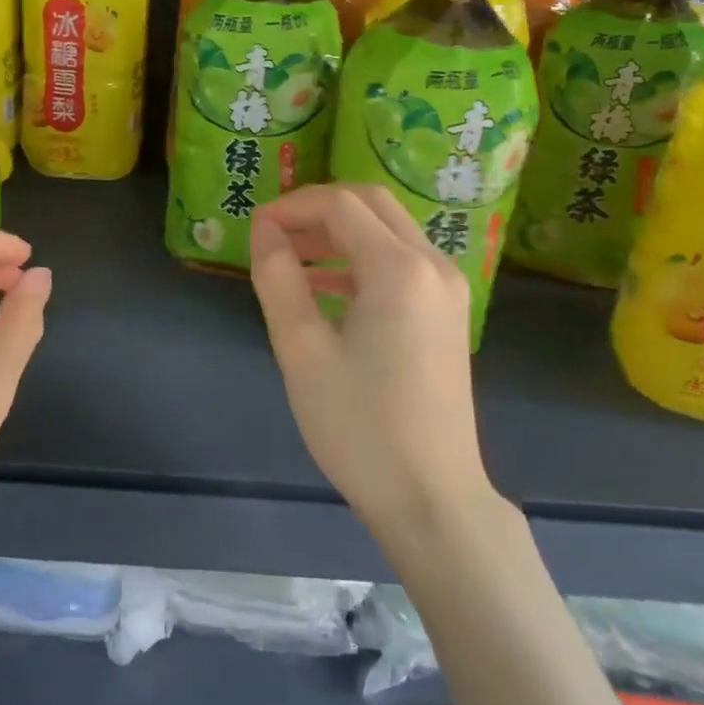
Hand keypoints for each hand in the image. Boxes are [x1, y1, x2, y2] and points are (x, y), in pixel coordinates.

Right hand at [249, 184, 493, 536]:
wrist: (432, 500)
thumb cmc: (359, 426)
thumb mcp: (301, 350)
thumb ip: (278, 278)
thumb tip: (264, 229)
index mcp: (399, 269)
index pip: (340, 205)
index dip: (292, 206)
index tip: (254, 228)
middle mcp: (433, 264)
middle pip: (371, 204)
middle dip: (318, 210)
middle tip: (274, 235)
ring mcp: (449, 288)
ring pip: (388, 231)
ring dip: (339, 233)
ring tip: (290, 260)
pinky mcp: (449, 313)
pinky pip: (402, 262)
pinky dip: (361, 259)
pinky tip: (324, 289)